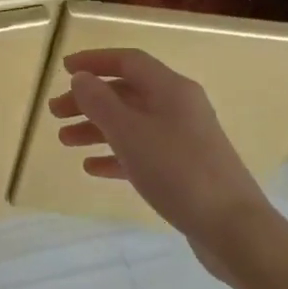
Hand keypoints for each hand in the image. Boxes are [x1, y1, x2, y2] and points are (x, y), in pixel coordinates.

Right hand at [49, 48, 269, 255]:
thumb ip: (100, 102)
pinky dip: (115, 154)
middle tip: (55, 113)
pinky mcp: (184, 168)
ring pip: (132, 123)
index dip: (94, 61)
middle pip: (127, 92)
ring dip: (97, 128)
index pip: (128, 61)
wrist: (232, 227)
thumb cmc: (177, 170)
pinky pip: (142, 151)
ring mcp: (183, 138)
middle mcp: (179, 106)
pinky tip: (92, 168)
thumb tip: (81, 77)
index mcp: (170, 88)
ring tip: (65, 141)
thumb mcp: (129, 133)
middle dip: (89, 100)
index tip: (63, 69)